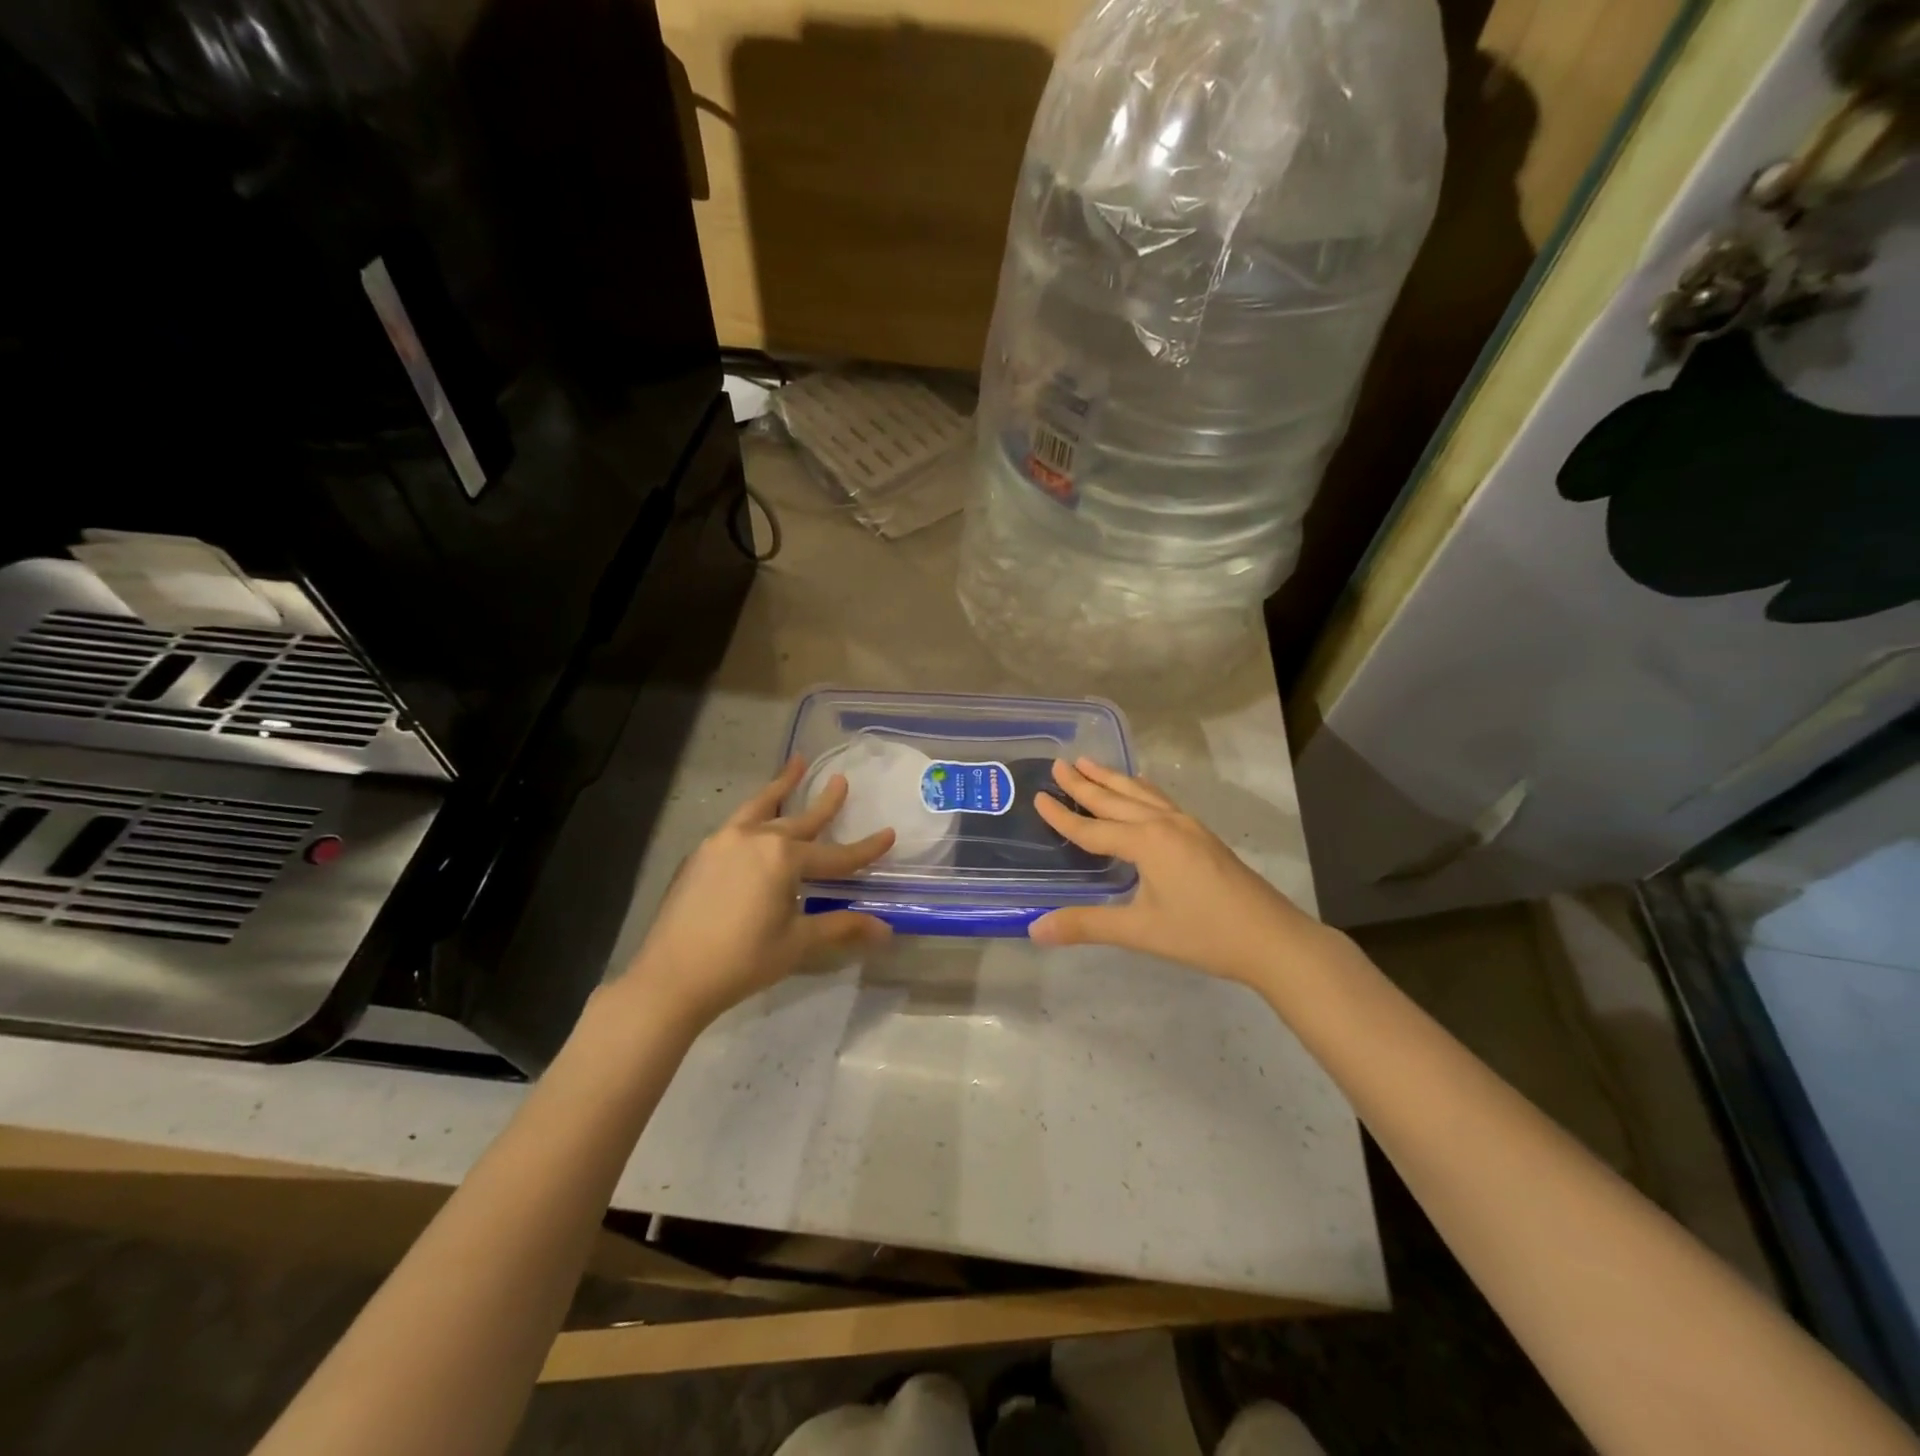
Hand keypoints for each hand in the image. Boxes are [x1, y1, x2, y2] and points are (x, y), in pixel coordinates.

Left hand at [614, 758, 894, 1028]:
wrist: (672, 976)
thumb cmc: (743, 960)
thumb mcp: (798, 943)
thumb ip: (841, 927)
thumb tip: (886, 930)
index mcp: (784, 858)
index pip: (835, 855)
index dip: (865, 849)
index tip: (889, 834)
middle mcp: (755, 839)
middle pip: (800, 818)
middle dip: (825, 802)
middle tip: (841, 780)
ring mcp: (723, 842)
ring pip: (761, 807)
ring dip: (781, 787)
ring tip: (796, 763)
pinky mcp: (702, 854)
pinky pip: (737, 824)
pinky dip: (755, 813)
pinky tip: (757, 820)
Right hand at [1029, 759, 1332, 989]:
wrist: (1272, 938)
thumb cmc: (1204, 934)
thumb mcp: (1141, 931)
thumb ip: (1087, 925)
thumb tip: (1035, 928)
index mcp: (1146, 842)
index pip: (1092, 828)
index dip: (1062, 816)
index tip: (1038, 795)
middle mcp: (1164, 824)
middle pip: (1115, 800)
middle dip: (1085, 783)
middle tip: (1059, 763)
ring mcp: (1187, 826)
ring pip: (1141, 794)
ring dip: (1113, 779)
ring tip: (1089, 763)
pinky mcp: (1202, 835)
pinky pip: (1162, 800)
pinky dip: (1142, 789)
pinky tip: (1142, 785)